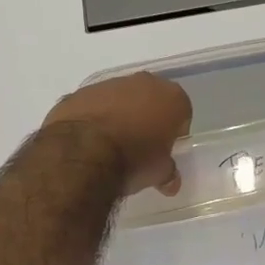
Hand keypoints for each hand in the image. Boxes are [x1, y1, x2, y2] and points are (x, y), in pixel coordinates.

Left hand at [42, 72, 192, 195]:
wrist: (82, 152)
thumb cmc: (133, 160)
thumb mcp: (158, 172)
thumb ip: (168, 172)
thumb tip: (170, 182)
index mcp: (171, 97)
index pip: (181, 111)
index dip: (175, 131)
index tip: (166, 148)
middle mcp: (144, 82)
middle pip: (152, 98)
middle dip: (148, 116)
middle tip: (141, 143)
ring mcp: (110, 83)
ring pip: (121, 97)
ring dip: (120, 113)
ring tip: (111, 142)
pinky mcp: (82, 91)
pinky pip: (95, 103)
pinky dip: (95, 116)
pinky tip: (89, 139)